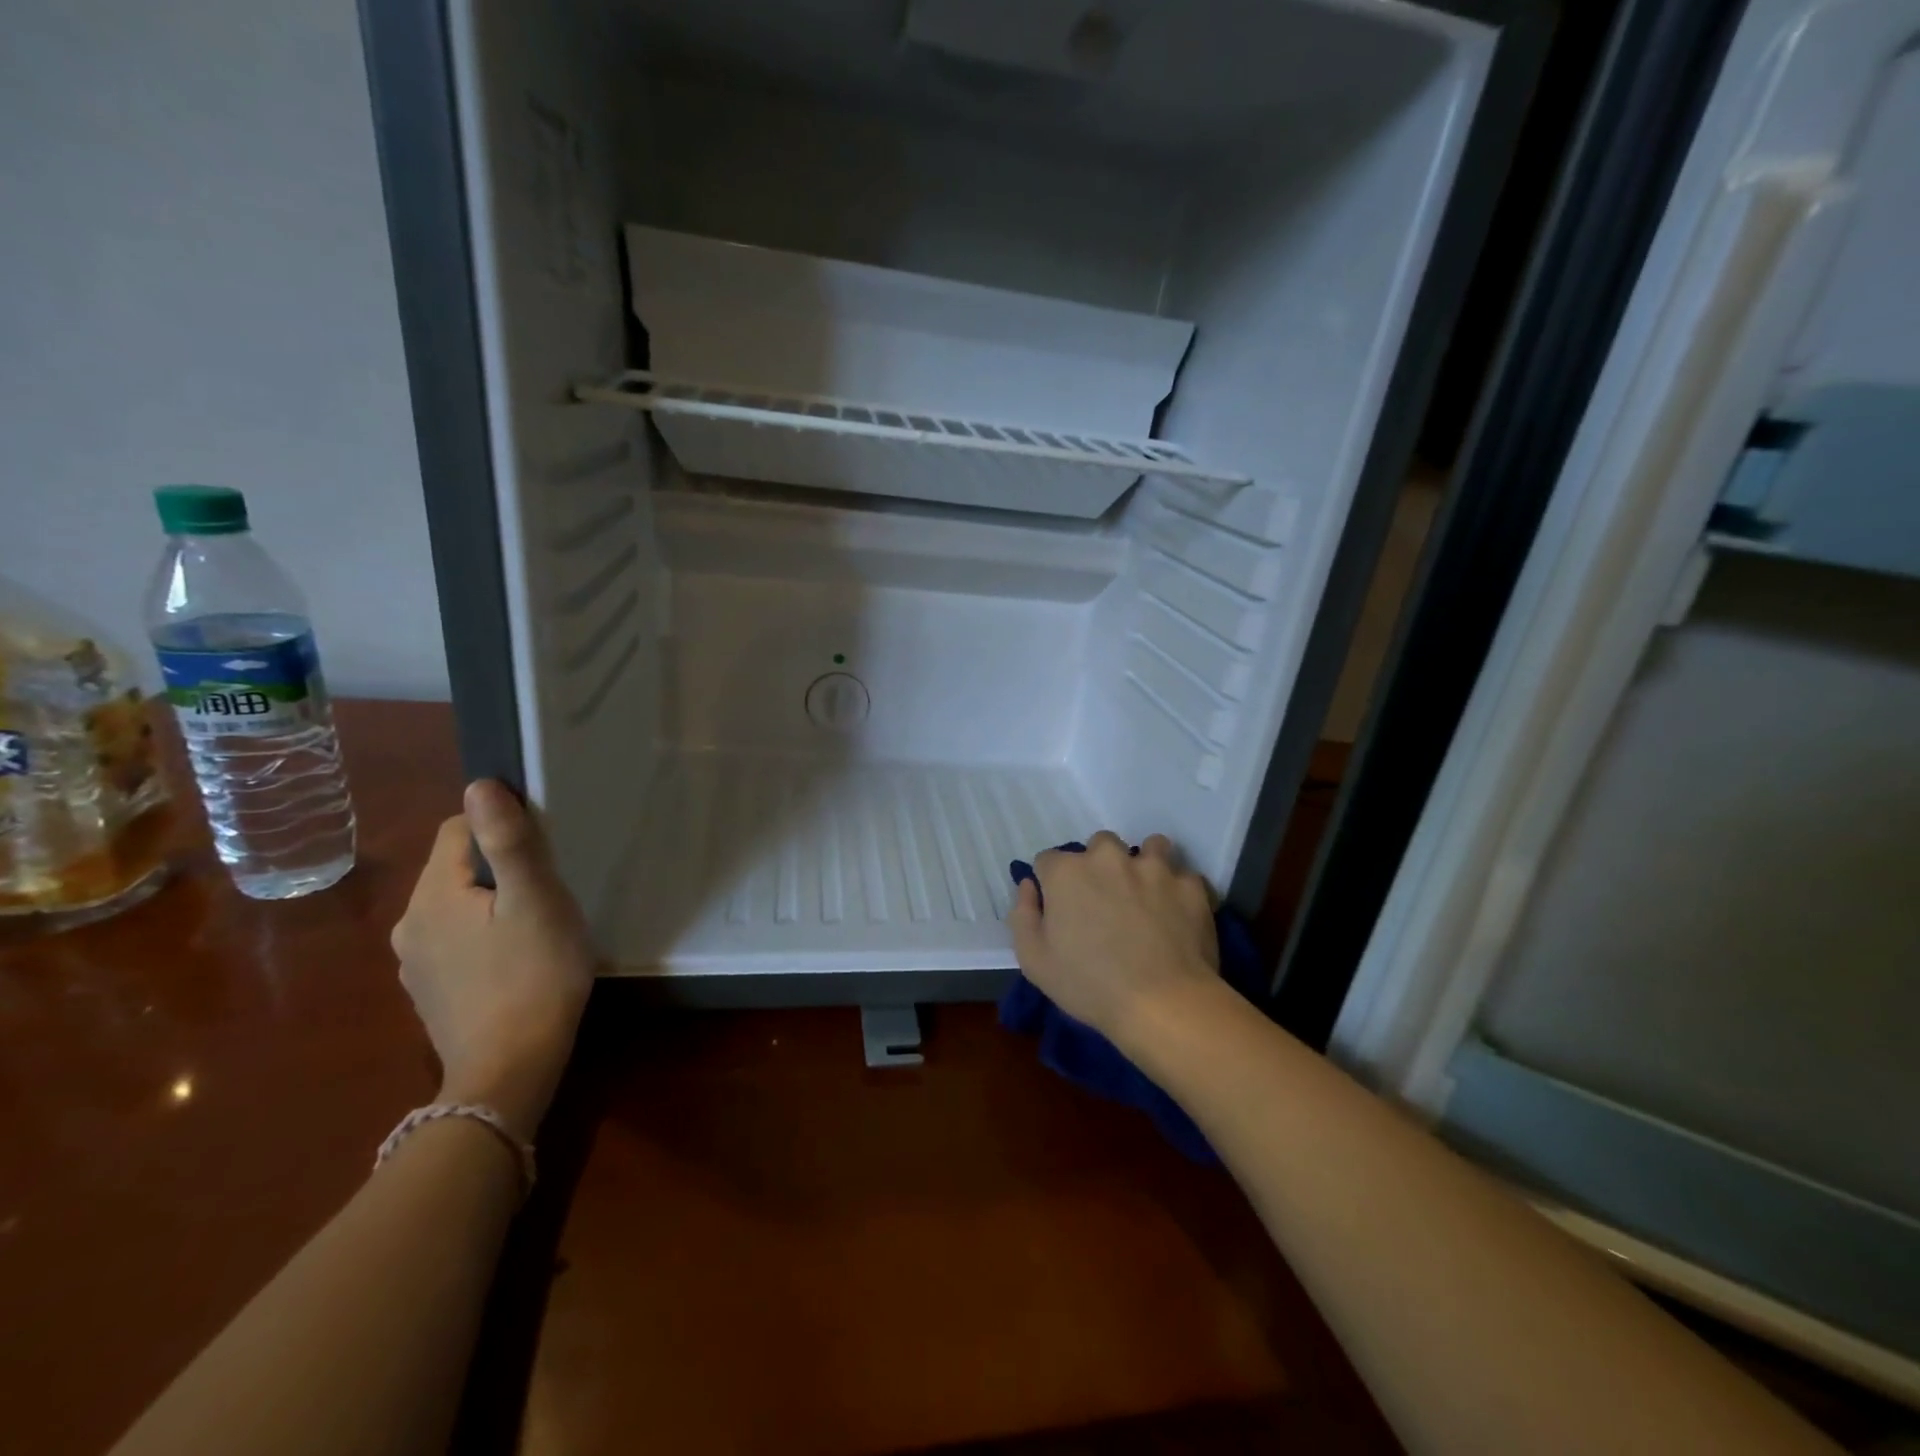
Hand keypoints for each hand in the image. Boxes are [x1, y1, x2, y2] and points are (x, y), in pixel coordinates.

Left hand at [390, 780, 596, 1141]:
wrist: (509, 1071)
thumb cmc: (533, 975)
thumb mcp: (535, 899)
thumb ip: (508, 841)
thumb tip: (480, 784)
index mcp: (432, 895)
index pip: (457, 829)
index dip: (501, 829)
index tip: (541, 855)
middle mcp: (410, 924)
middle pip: (456, 868)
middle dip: (500, 869)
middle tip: (547, 895)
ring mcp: (416, 963)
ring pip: (458, 906)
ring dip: (493, 905)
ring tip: (535, 929)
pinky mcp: (431, 992)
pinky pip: (457, 942)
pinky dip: (484, 938)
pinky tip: (515, 963)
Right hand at [1009, 831, 1221, 1054]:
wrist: (1163, 1004)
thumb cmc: (1089, 985)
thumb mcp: (1034, 960)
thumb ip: (1023, 914)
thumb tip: (1030, 885)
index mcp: (1067, 872)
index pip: (1048, 860)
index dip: (1052, 884)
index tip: (1061, 909)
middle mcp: (1109, 858)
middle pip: (1100, 844)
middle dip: (1099, 866)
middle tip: (1105, 902)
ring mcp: (1155, 868)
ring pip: (1150, 847)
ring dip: (1145, 865)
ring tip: (1147, 896)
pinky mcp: (1191, 886)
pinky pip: (1185, 877)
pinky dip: (1180, 892)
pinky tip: (1178, 916)